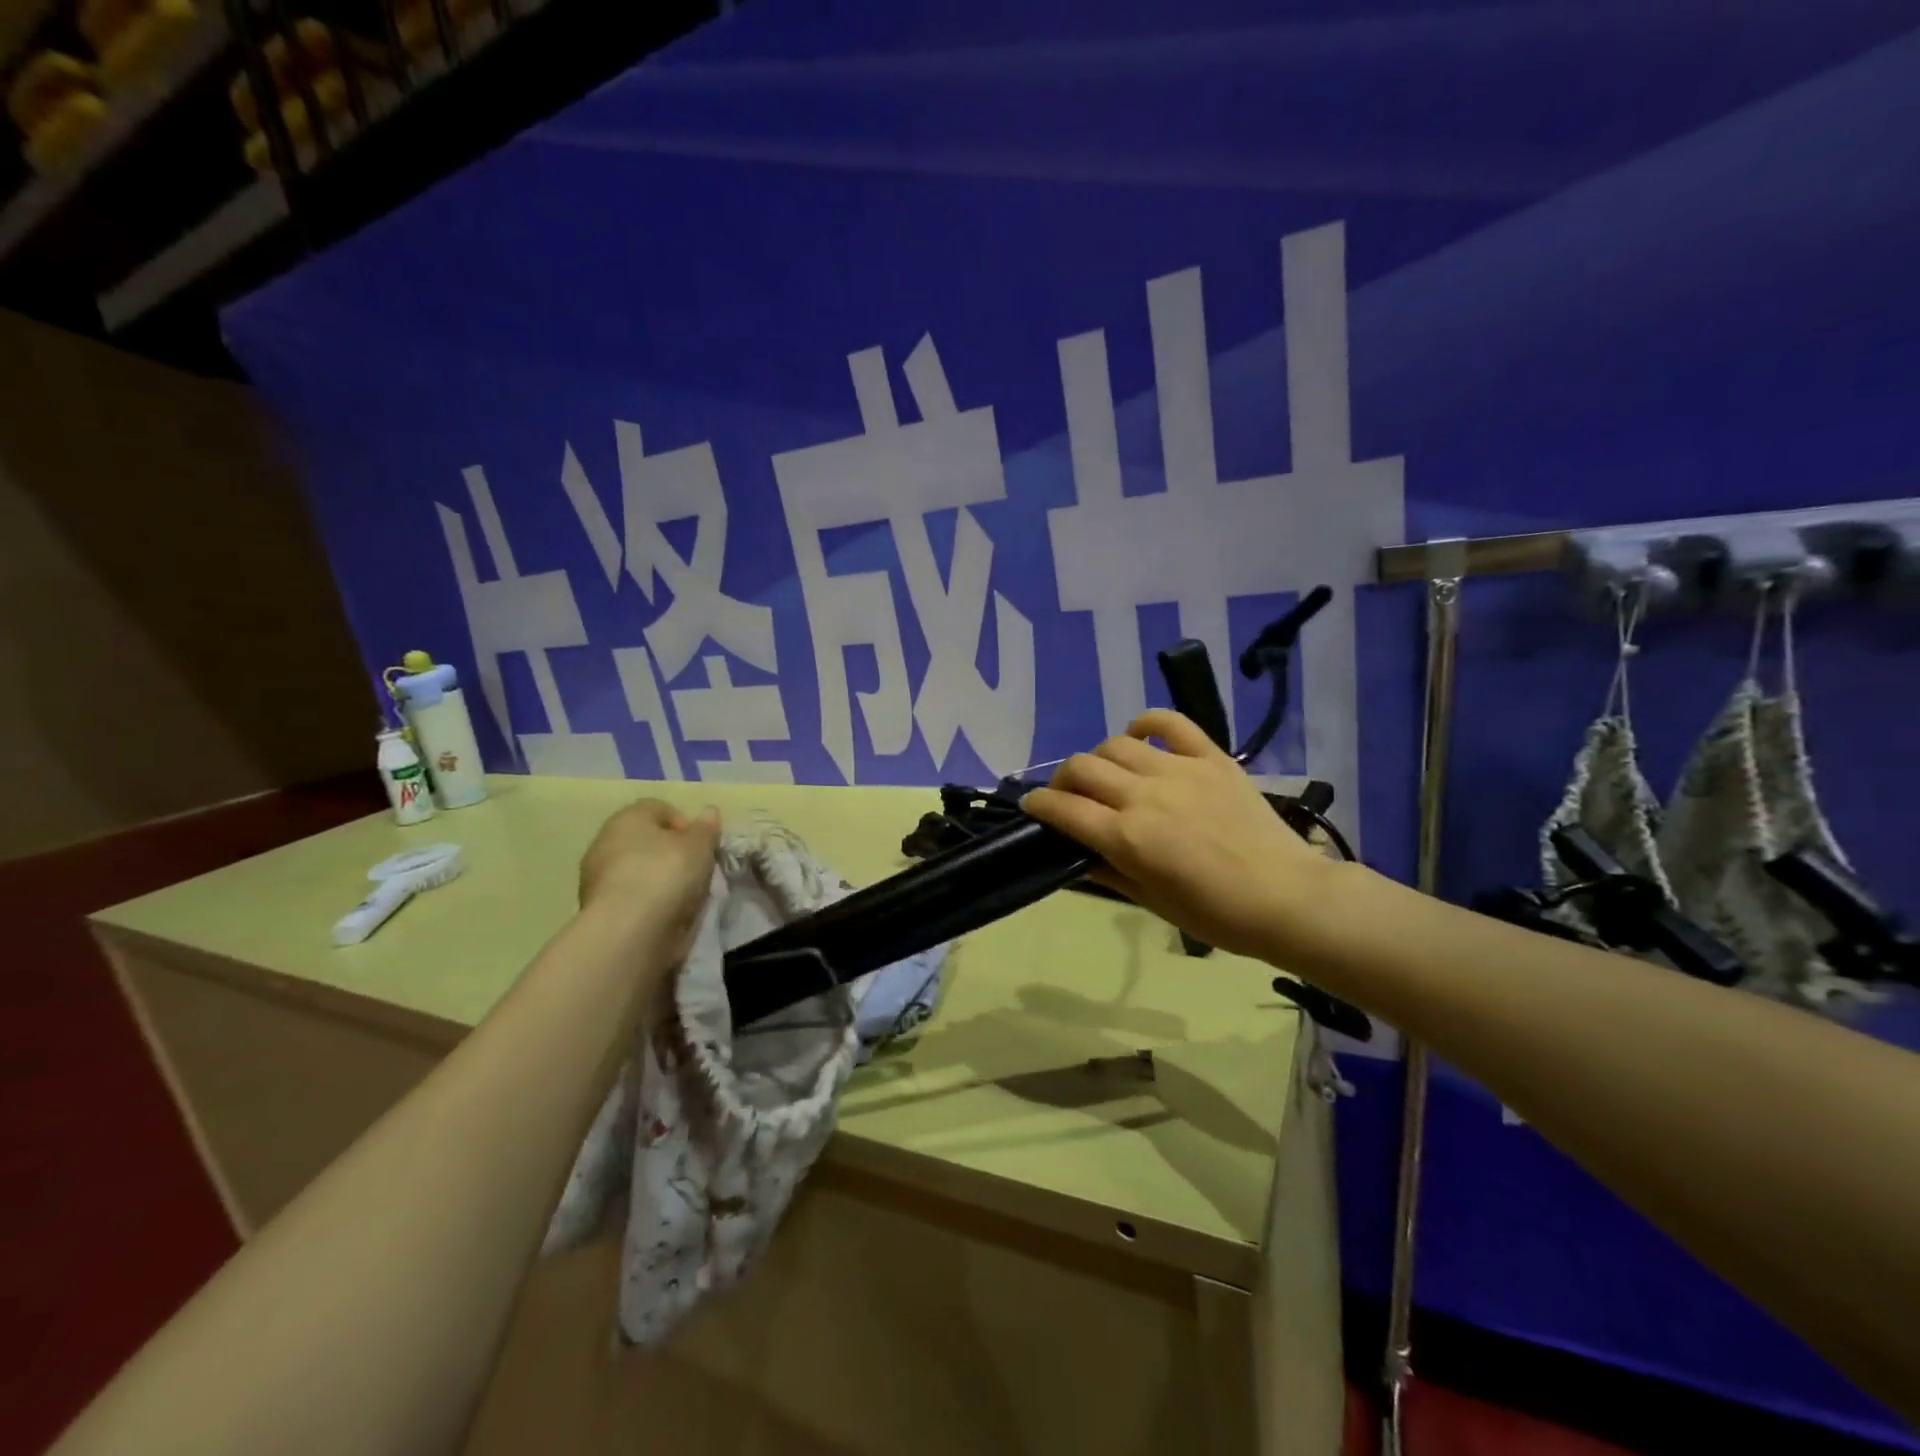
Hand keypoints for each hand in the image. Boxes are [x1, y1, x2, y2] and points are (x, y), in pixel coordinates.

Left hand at [578, 799, 720, 957]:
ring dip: (660, 879)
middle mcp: (605, 841)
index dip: (685, 824)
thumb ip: (706, 828)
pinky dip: (648, 902)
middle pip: (647, 841)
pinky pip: (632, 896)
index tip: (702, 846)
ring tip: (685, 897)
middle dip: (672, 853)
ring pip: (639, 870)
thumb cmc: (666, 873)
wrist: (628, 930)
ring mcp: (597, 877)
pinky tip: (666, 914)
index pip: (659, 808)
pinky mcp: (598, 909)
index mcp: (627, 817)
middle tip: (696, 871)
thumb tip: (709, 812)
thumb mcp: (699, 846)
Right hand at [1021, 710, 1336, 960]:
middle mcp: (1145, 795)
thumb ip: (1107, 871)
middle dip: (1062, 779)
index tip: (1032, 806)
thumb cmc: (1216, 914)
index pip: (1063, 809)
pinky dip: (1146, 722)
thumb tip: (1075, 851)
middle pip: (1082, 767)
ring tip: (1106, 774)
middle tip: (1068, 795)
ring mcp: (1179, 770)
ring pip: (1116, 744)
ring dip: (1099, 758)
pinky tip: (1138, 736)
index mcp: (1127, 837)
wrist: (1287, 898)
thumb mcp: (1152, 902)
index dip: (1039, 805)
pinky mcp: (1211, 757)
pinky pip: (1170, 722)